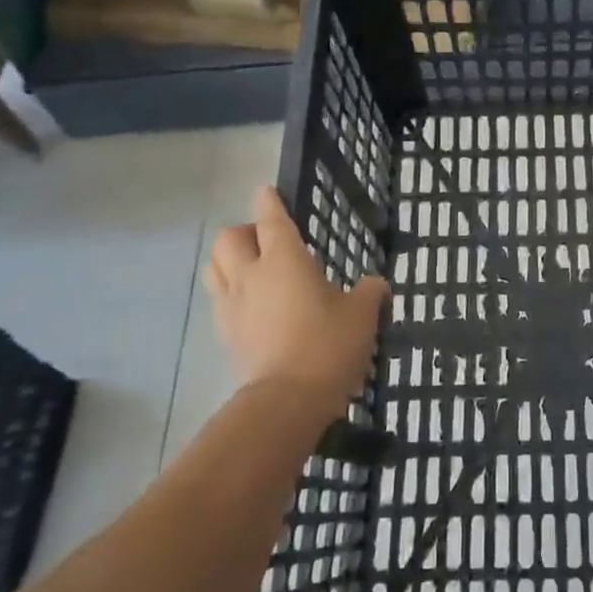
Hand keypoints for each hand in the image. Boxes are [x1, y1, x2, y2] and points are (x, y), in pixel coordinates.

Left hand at [207, 185, 387, 415]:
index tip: (267, 191)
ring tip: (253, 270)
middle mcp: (252, 275)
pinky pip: (220, 300)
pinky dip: (231, 293)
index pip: (271, 218)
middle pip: (229, 238)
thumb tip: (377, 286)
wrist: (288, 400)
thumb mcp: (363, 314)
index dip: (269, 201)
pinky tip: (253, 306)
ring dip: (229, 260)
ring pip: (215, 267)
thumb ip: (370, 292)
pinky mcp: (226, 335)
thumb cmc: (328, 345)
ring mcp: (233, 306)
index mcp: (285, 259)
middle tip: (267, 242)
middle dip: (245, 232)